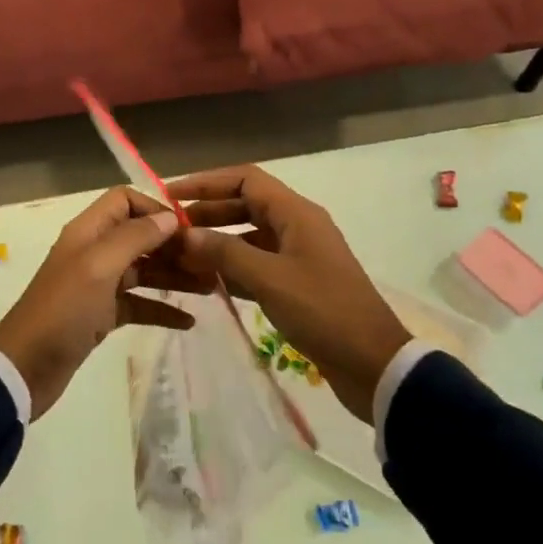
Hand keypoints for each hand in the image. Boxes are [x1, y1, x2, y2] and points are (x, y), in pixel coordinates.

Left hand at [0, 187, 195, 416]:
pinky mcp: (102, 316)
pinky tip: (189, 322)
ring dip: (174, 277)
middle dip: (174, 246)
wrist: (25, 368)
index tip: (188, 230)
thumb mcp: (99, 267)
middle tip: (210, 263)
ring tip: (210, 289)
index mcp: (88, 232)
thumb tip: (169, 217)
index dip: (156, 209)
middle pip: (140, 236)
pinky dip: (162, 309)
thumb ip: (135, 237)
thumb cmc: (63, 310)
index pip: (125, 201)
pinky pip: (138, 304)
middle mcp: (94, 252)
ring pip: (143, 271)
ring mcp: (98, 285)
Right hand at [166, 166, 410, 422]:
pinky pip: (257, 264)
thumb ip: (224, 253)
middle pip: (245, 205)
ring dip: (217, 242)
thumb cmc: (323, 311)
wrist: (373, 364)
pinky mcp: (297, 284)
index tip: (171, 195)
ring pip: (249, 236)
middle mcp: (297, 226)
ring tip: (181, 255)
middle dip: (207, 212)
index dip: (207, 182)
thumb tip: (184, 234)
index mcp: (296, 214)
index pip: (246, 180)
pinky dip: (231, 267)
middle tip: (169, 228)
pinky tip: (206, 281)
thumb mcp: (269, 279)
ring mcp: (298, 255)